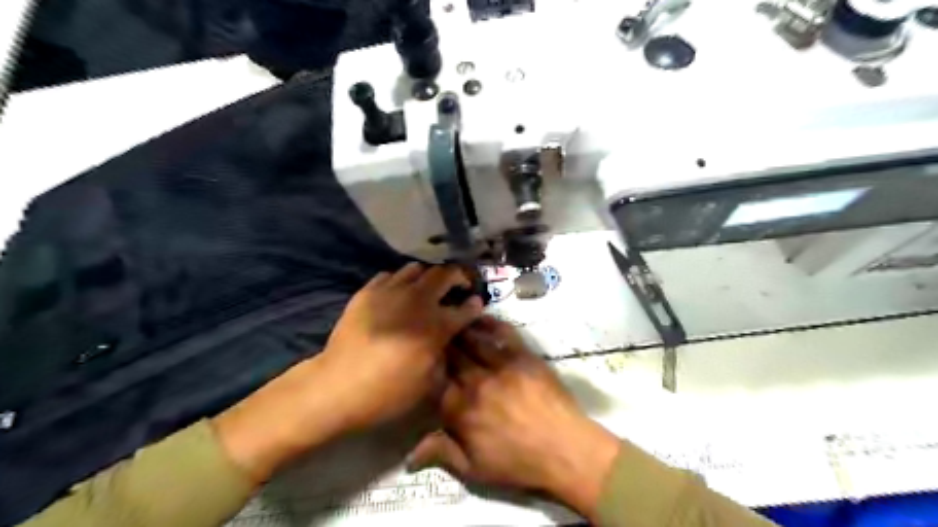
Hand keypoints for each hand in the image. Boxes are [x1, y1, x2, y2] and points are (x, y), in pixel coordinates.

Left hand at [318, 264, 487, 431]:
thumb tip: (447, 341)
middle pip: (444, 274)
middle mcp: (417, 301)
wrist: (338, 386)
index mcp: (435, 326)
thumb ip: (444, 356)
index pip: (465, 308)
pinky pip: (390, 275)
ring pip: (416, 268)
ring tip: (427, 289)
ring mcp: (390, 292)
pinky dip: (400, 281)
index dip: (475, 305)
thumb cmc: (387, 392)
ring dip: (427, 277)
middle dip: (457, 277)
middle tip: (458, 285)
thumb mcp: (428, 383)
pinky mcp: (368, 292)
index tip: (477, 304)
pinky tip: (397, 295)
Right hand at [409, 317, 620, 518]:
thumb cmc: (519, 463)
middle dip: (439, 344)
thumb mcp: (476, 469)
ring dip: (458, 329)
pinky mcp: (523, 355)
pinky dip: (489, 322)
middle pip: (450, 355)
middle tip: (433, 335)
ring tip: (450, 320)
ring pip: (472, 339)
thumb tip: (410, 454)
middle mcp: (476, 382)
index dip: (426, 369)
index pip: (433, 381)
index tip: (421, 362)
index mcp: (460, 410)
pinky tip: (479, 317)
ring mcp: (500, 365)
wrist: (565, 449)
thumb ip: (442, 453)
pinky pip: (503, 332)